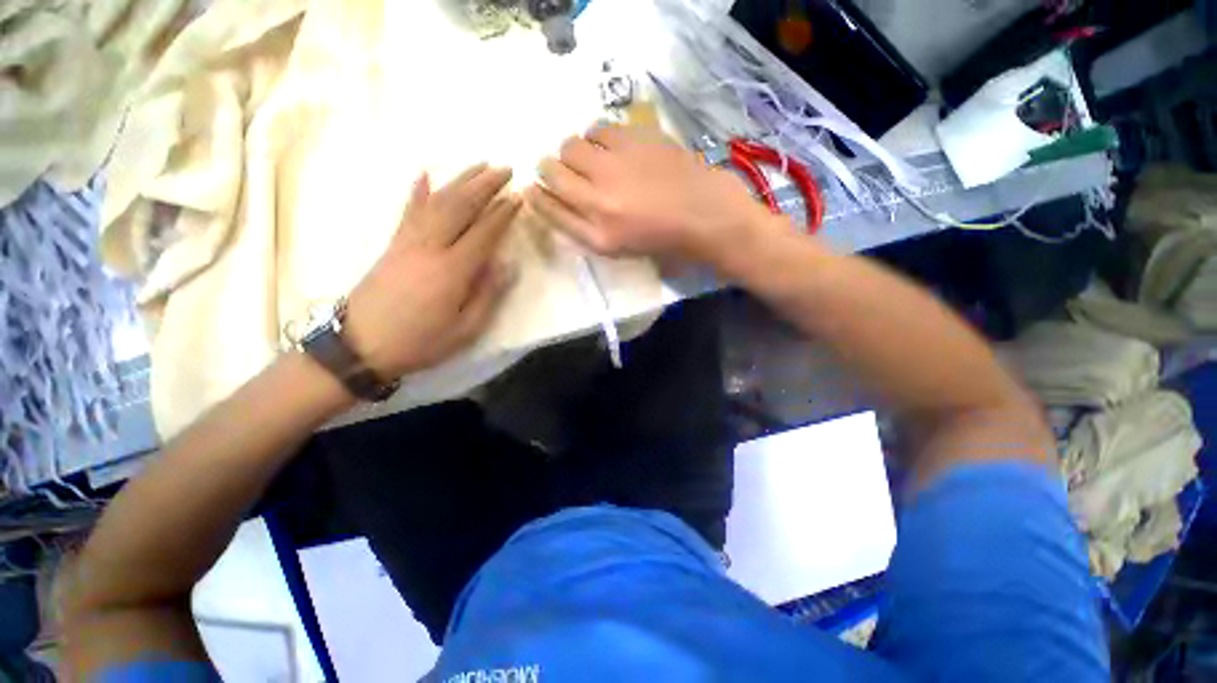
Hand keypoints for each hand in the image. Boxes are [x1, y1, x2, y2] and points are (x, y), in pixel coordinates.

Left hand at [345, 164, 520, 378]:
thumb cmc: (419, 342)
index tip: (519, 196)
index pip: (483, 232)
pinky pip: (407, 211)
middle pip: (460, 206)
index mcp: (452, 270)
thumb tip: (507, 265)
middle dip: (485, 185)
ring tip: (479, 166)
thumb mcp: (465, 329)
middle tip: (505, 169)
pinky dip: (417, 192)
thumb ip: (488, 295)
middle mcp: (430, 247)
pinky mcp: (392, 244)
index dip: (503, 213)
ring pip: (437, 202)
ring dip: (460, 181)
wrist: (359, 346)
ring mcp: (408, 242)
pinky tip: (424, 175)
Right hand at [524, 124, 771, 265]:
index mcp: (597, 235)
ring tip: (596, 160)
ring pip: (572, 144)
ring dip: (576, 151)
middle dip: (552, 168)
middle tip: (570, 171)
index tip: (534, 187)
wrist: (704, 215)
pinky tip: (614, 148)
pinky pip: (599, 127)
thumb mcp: (617, 248)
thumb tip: (552, 197)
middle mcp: (599, 200)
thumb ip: (582, 226)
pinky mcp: (636, 140)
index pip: (548, 208)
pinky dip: (599, 137)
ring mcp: (618, 166)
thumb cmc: (661, 239)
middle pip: (551, 169)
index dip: (536, 195)